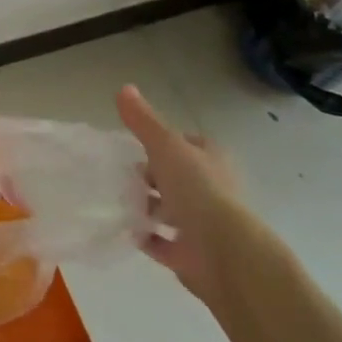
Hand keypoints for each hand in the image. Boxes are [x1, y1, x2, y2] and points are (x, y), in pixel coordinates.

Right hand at [116, 85, 243, 304]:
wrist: (225, 254)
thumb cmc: (198, 190)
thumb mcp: (166, 146)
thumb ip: (143, 121)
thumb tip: (123, 87)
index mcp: (211, 160)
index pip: (185, 144)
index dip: (161, 143)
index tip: (134, 146)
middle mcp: (211, 189)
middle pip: (175, 177)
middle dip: (150, 176)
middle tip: (121, 175)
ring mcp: (203, 224)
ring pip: (169, 209)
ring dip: (146, 206)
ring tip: (116, 200)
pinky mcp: (192, 254)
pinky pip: (162, 242)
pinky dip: (144, 236)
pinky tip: (123, 230)